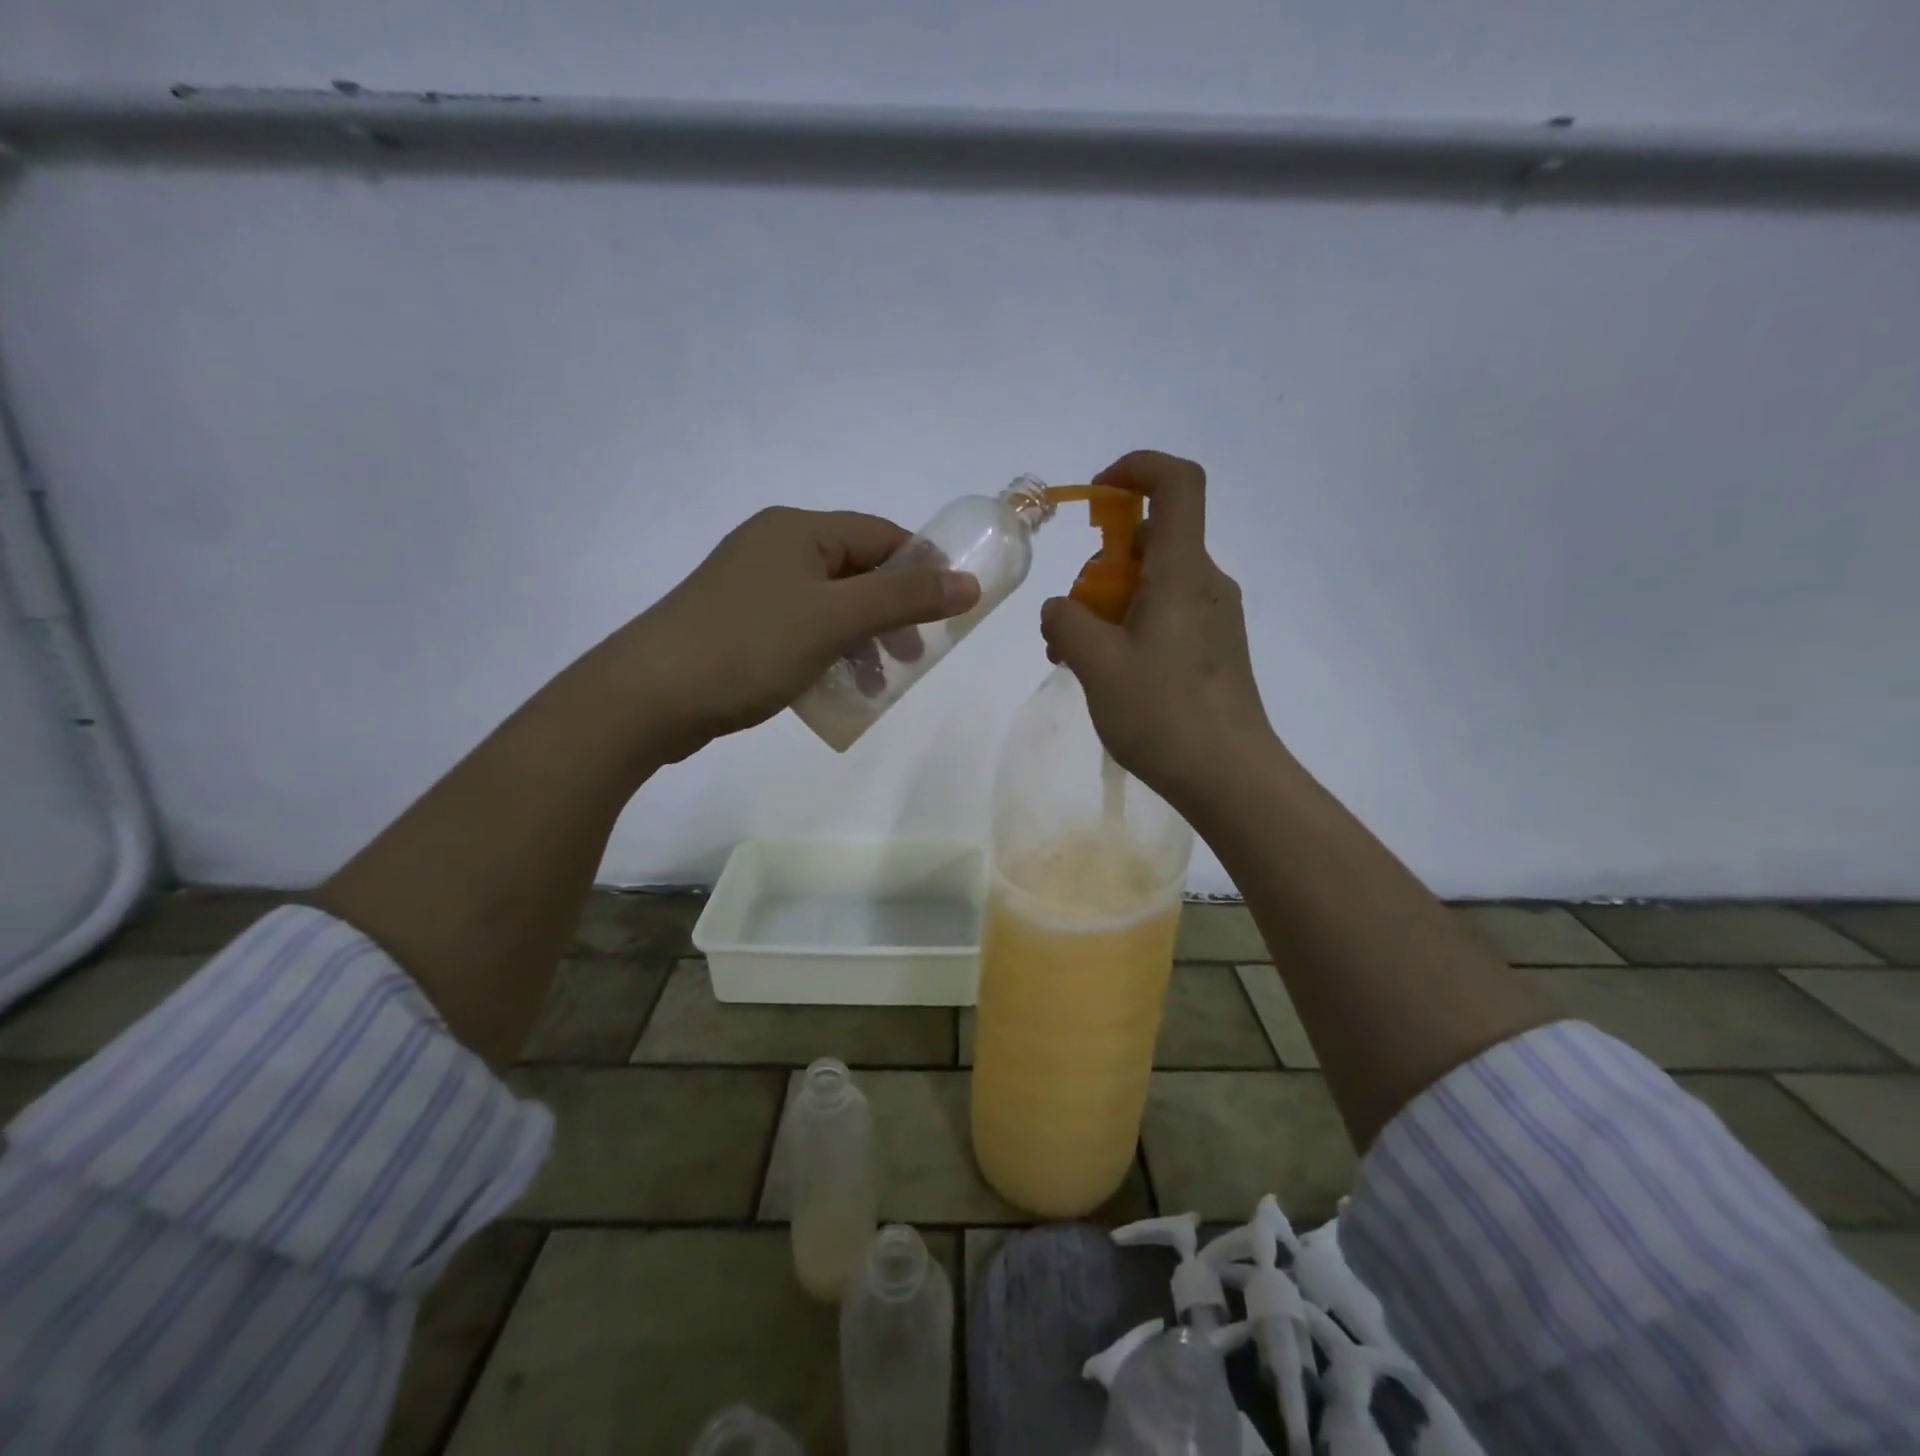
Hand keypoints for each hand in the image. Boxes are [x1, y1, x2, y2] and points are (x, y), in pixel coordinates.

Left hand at [595, 506, 979, 762]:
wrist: (647, 697)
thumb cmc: (749, 646)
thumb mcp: (836, 620)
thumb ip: (905, 599)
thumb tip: (969, 582)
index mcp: (798, 530)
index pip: (881, 537)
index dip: (920, 572)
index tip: (945, 616)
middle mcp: (774, 547)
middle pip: (856, 572)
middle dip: (891, 614)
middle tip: (912, 658)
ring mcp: (751, 587)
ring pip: (829, 605)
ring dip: (861, 641)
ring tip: (876, 684)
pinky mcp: (737, 624)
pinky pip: (801, 629)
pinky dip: (827, 654)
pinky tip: (834, 688)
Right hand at [1039, 451, 1274, 812]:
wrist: (1229, 777)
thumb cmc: (1163, 713)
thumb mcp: (1095, 664)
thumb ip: (1065, 621)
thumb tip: (1062, 609)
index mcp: (1183, 571)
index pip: (1176, 483)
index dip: (1136, 469)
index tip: (1096, 496)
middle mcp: (1206, 582)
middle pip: (1151, 541)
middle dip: (1101, 567)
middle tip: (1071, 621)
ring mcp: (1215, 617)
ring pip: (1154, 582)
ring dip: (1110, 604)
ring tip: (1078, 658)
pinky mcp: (1215, 648)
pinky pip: (1166, 614)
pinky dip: (1131, 626)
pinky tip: (1110, 673)